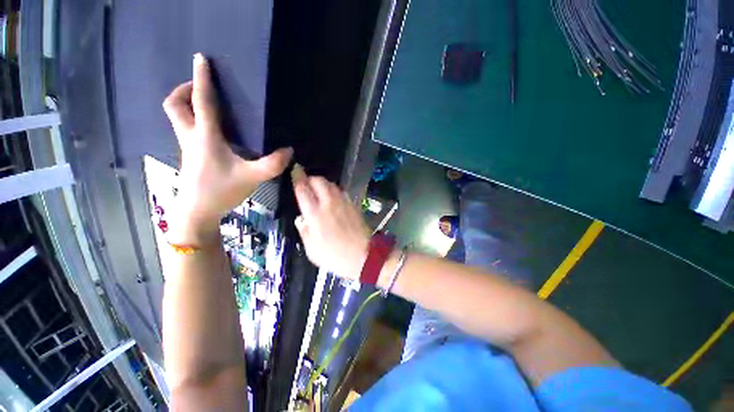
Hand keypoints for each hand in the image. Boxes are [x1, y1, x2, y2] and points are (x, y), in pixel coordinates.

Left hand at [163, 53, 291, 243]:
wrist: (198, 211)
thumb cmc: (221, 191)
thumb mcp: (252, 177)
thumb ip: (272, 164)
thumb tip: (289, 151)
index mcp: (205, 137)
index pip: (201, 101)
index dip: (201, 79)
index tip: (201, 59)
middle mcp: (191, 137)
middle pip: (175, 105)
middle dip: (183, 90)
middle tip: (200, 87)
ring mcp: (187, 147)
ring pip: (176, 117)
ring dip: (186, 104)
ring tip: (206, 104)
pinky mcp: (190, 155)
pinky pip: (185, 129)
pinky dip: (192, 120)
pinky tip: (212, 129)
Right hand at [291, 165, 370, 279]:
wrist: (364, 256)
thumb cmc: (335, 257)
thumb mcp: (312, 250)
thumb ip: (304, 231)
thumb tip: (301, 218)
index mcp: (316, 215)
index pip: (303, 190)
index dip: (297, 177)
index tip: (295, 170)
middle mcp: (329, 204)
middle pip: (319, 181)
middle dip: (311, 178)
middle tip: (306, 184)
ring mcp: (343, 203)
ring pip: (331, 184)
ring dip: (323, 183)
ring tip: (318, 190)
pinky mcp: (353, 205)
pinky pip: (341, 191)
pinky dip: (334, 190)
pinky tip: (332, 197)